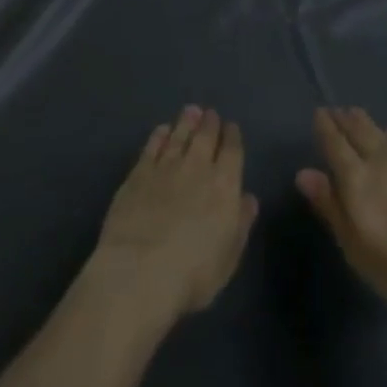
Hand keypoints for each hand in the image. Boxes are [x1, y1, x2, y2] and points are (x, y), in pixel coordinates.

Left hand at [90, 105, 257, 324]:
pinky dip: (159, 135)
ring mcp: (165, 166)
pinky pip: (152, 146)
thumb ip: (240, 224)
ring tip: (190, 111)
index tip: (231, 127)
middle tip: (209, 113)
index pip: (232, 151)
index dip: (232, 137)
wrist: (139, 271)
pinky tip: (162, 130)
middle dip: (209, 123)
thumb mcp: (228, 258)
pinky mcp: (138, 173)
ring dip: (186, 122)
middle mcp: (197, 167)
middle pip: (205, 136)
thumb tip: (248, 198)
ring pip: (179, 135)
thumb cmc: (192, 274)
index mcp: (224, 185)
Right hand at [296, 106, 386, 321]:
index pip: (335, 143)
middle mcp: (381, 161)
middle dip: (346, 119)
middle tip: (338, 111)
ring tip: (362, 121)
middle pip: (360, 130)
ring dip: (370, 125)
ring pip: (384, 134)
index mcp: (356, 178)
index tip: (319, 113)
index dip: (325, 126)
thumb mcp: (355, 247)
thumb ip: (330, 207)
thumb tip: (304, 173)